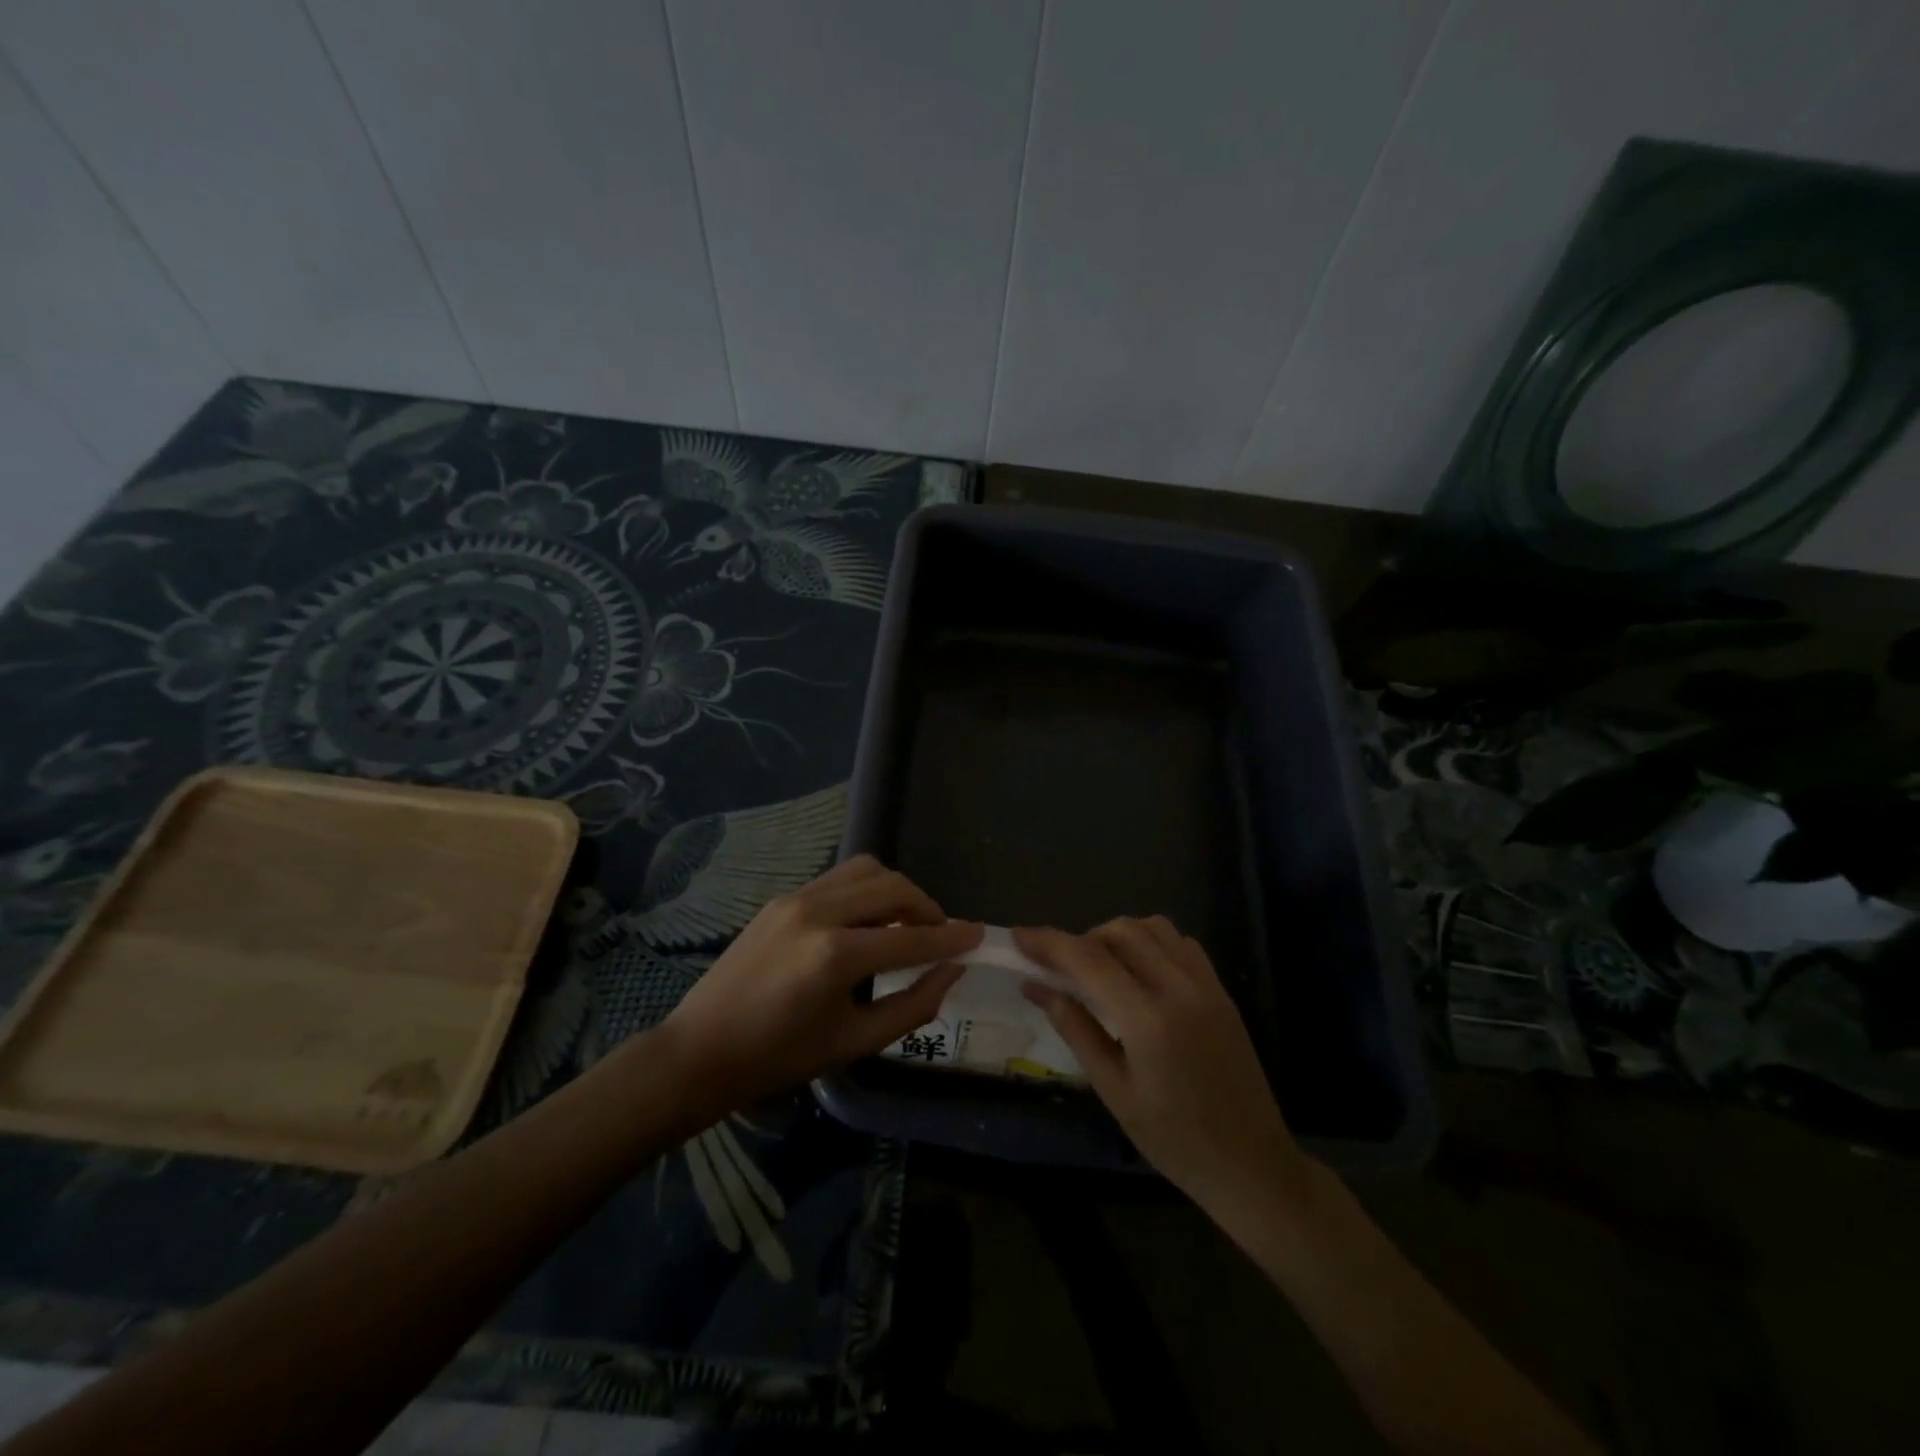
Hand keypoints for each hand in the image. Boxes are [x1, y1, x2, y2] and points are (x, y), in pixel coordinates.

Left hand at [659, 855, 980, 1112]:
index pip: (911, 937)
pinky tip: (867, 921)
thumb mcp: (854, 1042)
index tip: (979, 935)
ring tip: (905, 922)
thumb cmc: (778, 1058)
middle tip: (940, 934)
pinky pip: (839, 878)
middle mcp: (818, 912)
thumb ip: (913, 1005)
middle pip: (893, 887)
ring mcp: (796, 898)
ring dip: (897, 890)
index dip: (951, 937)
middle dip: (927, 907)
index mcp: (835, 956)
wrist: (700, 1050)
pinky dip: (866, 890)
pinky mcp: (783, 897)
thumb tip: (952, 971)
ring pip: (867, 869)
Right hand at [1016, 918, 1309, 1223]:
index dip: (1048, 942)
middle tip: (1060, 968)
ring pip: (1152, 927)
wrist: (1252, 1165)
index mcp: (1149, 1020)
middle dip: (1082, 939)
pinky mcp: (1221, 991)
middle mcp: (1180, 988)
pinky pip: (1180, 943)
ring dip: (1117, 935)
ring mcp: (1206, 985)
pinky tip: (1138, 972)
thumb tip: (1035, 985)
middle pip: (1120, 931)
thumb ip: (1075, 1028)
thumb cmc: (1174, 1140)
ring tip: (1098, 968)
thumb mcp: (1114, 1090)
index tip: (1018, 936)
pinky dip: (1151, 942)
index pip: (1088, 960)